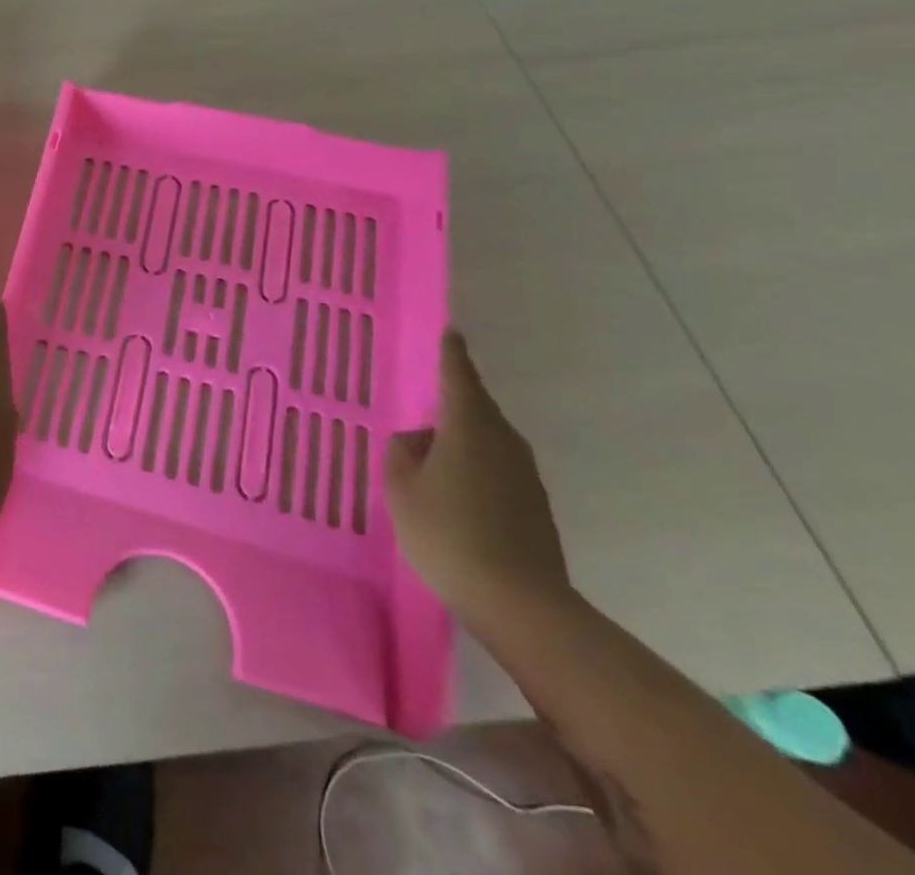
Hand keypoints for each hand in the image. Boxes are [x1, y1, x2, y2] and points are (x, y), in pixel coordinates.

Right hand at [385, 330, 572, 631]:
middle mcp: (504, 442)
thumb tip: (419, 439)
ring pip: (486, 442)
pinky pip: (496, 470)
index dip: (452, 354)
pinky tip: (453, 496)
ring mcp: (526, 476)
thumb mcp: (402, 488)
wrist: (520, 605)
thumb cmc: (448, 533)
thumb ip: (403, 452)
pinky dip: (473, 470)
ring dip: (460, 443)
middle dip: (450, 405)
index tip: (451, 332)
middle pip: (475, 410)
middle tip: (420, 408)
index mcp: (470, 427)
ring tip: (430, 460)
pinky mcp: (535, 506)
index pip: (459, 377)